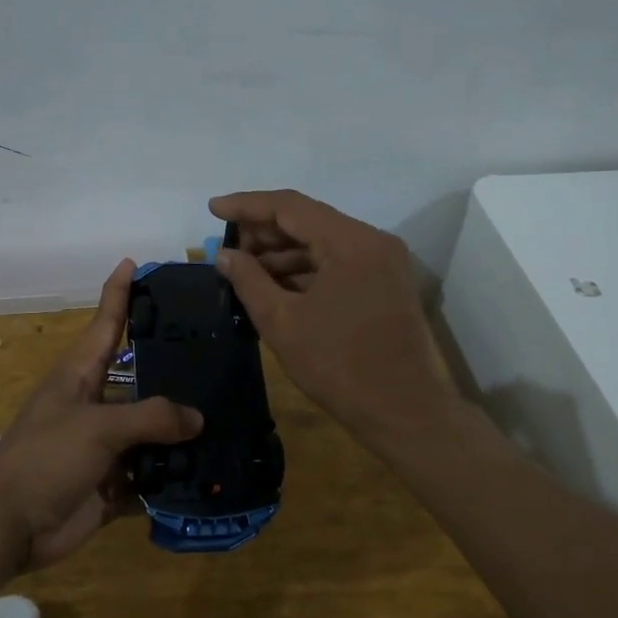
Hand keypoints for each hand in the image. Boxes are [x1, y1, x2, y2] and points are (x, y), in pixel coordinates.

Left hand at [0, 259, 202, 575]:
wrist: (8, 526)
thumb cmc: (45, 458)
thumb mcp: (97, 426)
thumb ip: (150, 417)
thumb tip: (196, 419)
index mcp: (80, 376)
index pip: (105, 323)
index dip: (118, 292)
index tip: (135, 262)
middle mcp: (94, 405)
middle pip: (140, 380)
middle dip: (174, 371)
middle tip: (220, 356)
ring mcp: (103, 447)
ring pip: (150, 432)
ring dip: (181, 433)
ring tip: (230, 418)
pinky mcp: (112, 485)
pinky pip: (150, 477)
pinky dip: (173, 479)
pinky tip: (210, 475)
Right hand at [210, 189, 457, 447]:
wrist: (404, 412)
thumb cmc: (339, 366)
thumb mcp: (283, 323)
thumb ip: (250, 280)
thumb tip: (225, 255)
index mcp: (350, 242)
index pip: (290, 206)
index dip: (247, 205)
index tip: (212, 209)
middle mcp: (372, 241)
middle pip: (308, 220)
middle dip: (264, 231)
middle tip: (227, 247)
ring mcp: (383, 262)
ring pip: (323, 242)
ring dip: (283, 252)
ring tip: (244, 268)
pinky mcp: (385, 284)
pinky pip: (338, 263)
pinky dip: (305, 269)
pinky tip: (275, 284)